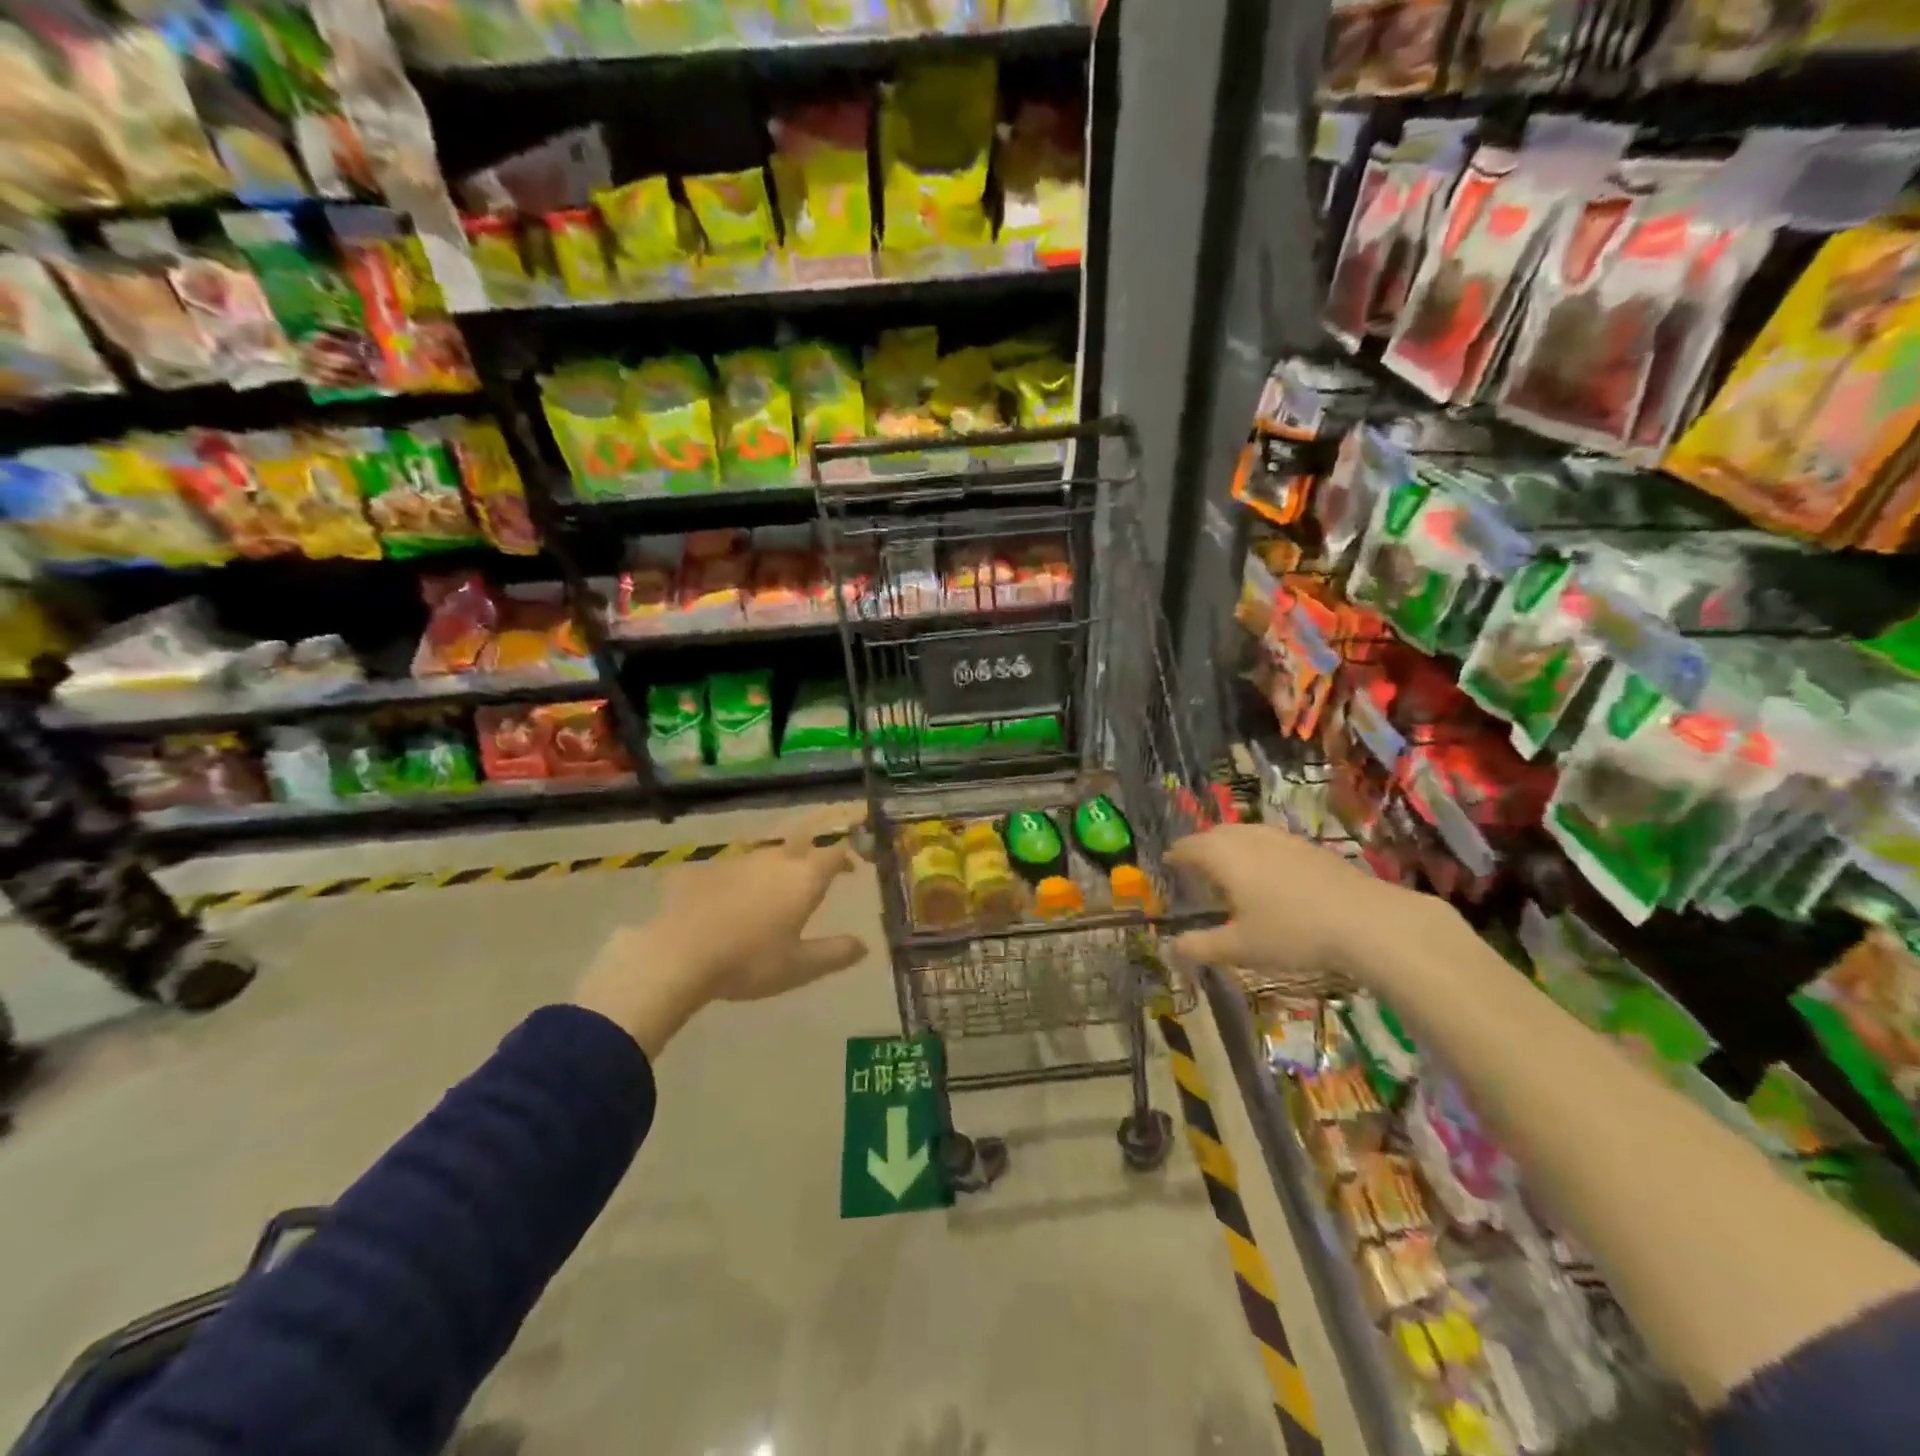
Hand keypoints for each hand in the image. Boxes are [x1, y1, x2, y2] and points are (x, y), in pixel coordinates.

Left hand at [573, 812, 869, 1056]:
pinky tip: (730, 898)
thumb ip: (834, 953)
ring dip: (776, 866)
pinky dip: (739, 879)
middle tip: (814, 873)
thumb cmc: (750, 962)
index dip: (845, 859)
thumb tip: (863, 945)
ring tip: (774, 889)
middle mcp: (775, 860)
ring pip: (766, 855)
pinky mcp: (706, 871)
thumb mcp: (799, 967)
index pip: (834, 854)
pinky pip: (731, 869)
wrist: (680, 955)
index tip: (851, 870)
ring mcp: (738, 862)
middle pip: (801, 844)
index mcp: (803, 878)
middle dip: (812, 853)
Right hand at [1166, 822, 1459, 989]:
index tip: (1168, 865)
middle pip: (1214, 835)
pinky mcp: (1308, 846)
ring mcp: (1280, 838)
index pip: (1187, 847)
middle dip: (1201, 849)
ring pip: (1244, 835)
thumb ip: (1201, 947)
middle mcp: (1246, 837)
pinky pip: (1269, 841)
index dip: (1175, 856)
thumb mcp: (1240, 948)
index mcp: (1222, 855)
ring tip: (1231, 872)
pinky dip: (1257, 852)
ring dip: (1230, 848)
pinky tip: (1270, 877)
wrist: (1366, 920)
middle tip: (1195, 870)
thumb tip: (1170, 949)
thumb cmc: (1291, 932)